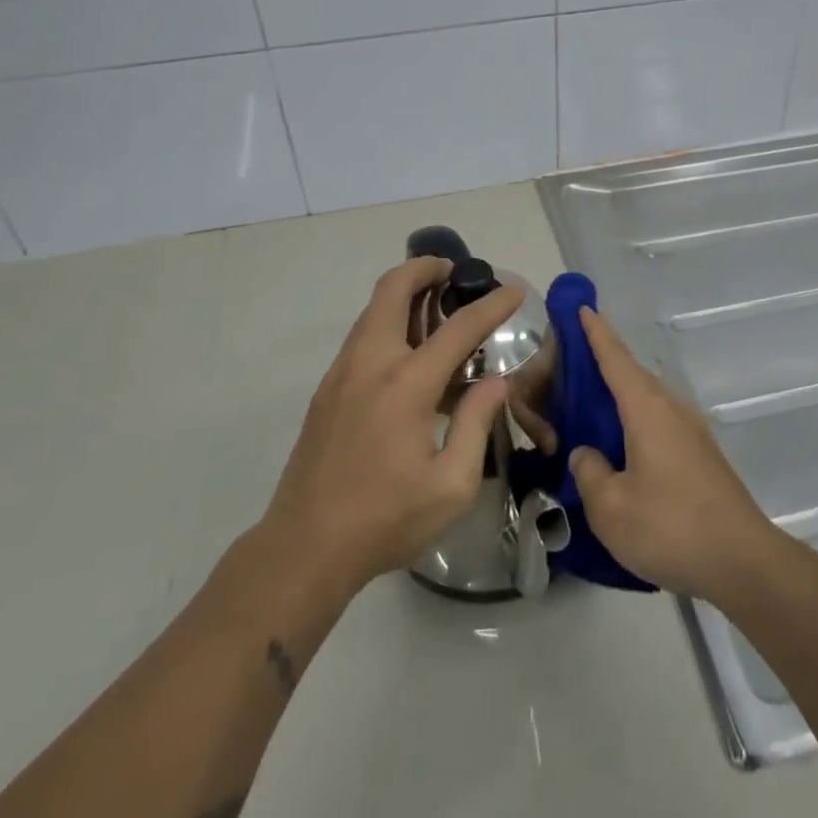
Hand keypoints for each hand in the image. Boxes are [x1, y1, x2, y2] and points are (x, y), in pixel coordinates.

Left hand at [260, 258, 523, 597]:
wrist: (303, 549)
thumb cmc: (384, 520)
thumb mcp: (451, 485)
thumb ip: (476, 423)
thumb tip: (495, 382)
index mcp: (405, 384)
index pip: (458, 328)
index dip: (492, 305)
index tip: (514, 289)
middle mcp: (370, 363)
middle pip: (394, 289)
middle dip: (426, 268)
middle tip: (455, 271)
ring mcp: (342, 373)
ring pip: (373, 308)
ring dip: (405, 293)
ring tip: (439, 307)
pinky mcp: (327, 390)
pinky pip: (363, 335)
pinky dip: (390, 321)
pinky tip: (412, 353)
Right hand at [567, 307, 790, 605]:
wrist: (744, 562)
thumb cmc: (671, 527)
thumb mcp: (610, 508)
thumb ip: (589, 472)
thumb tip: (586, 453)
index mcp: (646, 408)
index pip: (614, 357)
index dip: (595, 331)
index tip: (580, 306)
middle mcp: (670, 408)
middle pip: (630, 373)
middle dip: (600, 363)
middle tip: (565, 366)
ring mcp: (689, 431)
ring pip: (644, 399)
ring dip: (616, 395)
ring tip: (585, 407)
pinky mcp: (699, 455)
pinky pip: (656, 421)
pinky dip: (631, 420)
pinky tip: (618, 445)